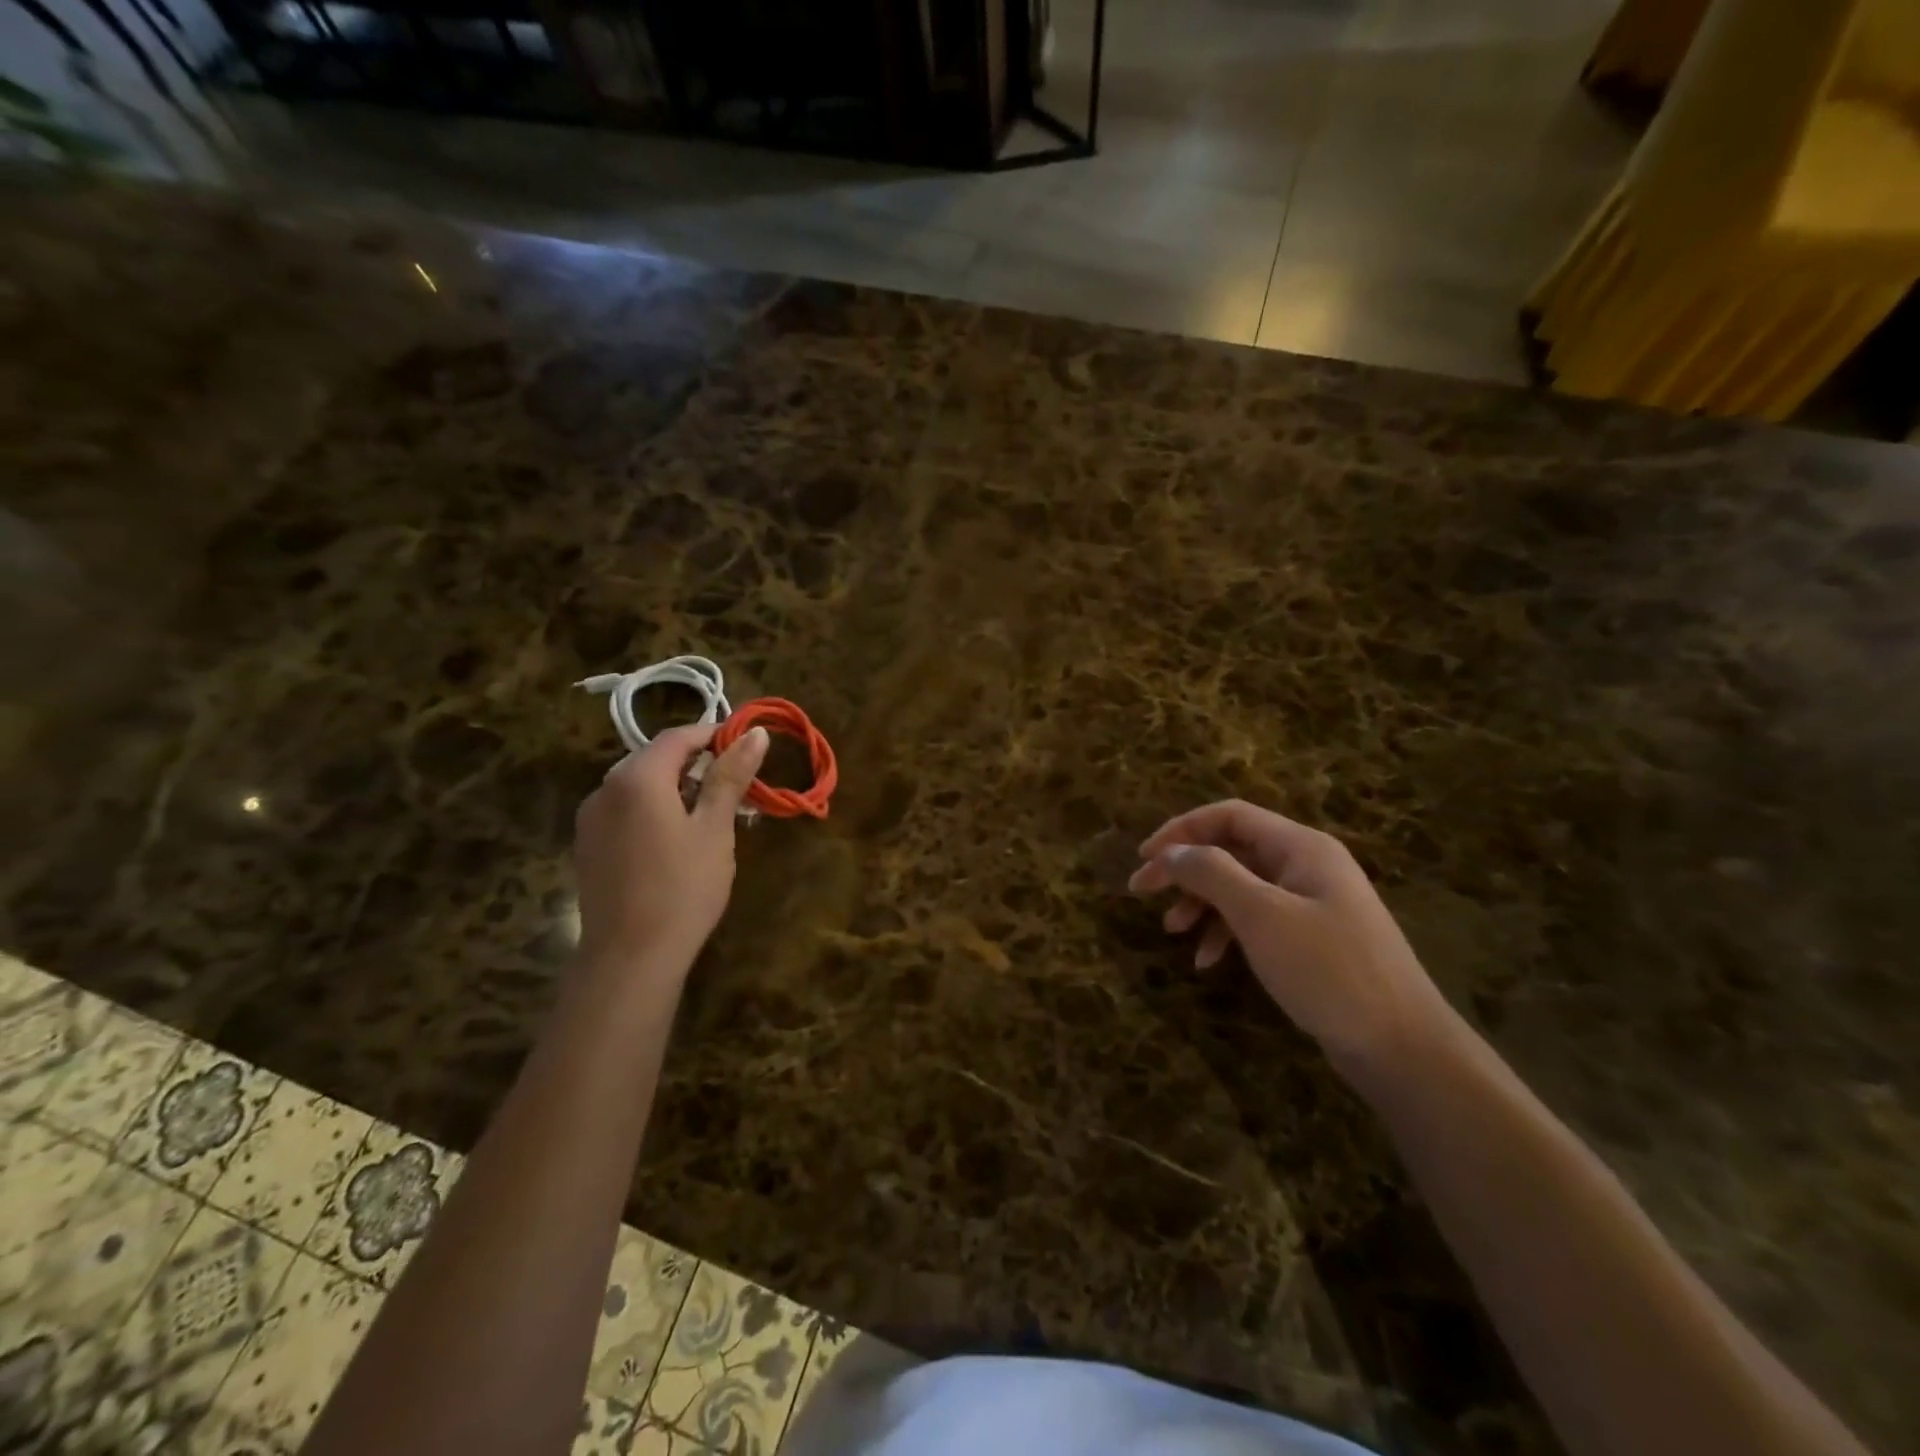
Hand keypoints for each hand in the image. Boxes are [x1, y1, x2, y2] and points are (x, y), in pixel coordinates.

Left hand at [573, 723, 768, 977]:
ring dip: (675, 788)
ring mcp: (590, 818)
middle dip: (696, 764)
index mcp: (637, 777)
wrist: (630, 958)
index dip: (715, 736)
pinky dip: (653, 810)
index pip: (679, 736)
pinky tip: (674, 841)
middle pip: (655, 758)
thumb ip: (730, 776)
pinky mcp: (588, 845)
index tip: (747, 750)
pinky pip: (625, 810)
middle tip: (734, 787)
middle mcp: (605, 788)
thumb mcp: (715, 829)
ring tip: (709, 816)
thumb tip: (755, 732)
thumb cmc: (683, 888)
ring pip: (639, 785)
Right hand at [1128, 800, 1458, 1078]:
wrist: (1402, 1046)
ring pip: (1240, 887)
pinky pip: (1258, 920)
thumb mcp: (1260, 915)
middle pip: (1231, 850)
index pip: (1229, 816)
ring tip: (1172, 932)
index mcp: (1300, 847)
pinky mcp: (1312, 939)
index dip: (1181, 830)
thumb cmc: (1328, 969)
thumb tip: (1170, 852)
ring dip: (1201, 903)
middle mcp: (1306, 865)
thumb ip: (1211, 873)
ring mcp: (1312, 903)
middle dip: (1185, 870)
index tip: (1144, 857)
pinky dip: (1227, 933)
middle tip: (1142, 892)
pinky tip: (1208, 961)